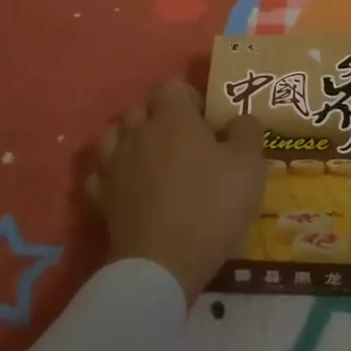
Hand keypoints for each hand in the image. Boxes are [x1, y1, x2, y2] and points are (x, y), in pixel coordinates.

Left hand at [89, 81, 265, 302]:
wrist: (162, 264)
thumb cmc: (210, 206)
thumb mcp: (249, 166)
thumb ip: (247, 132)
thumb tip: (241, 119)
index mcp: (172, 117)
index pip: (172, 86)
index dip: (190, 98)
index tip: (206, 122)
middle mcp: (138, 132)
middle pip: (141, 108)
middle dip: (160, 118)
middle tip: (184, 143)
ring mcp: (114, 164)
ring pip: (114, 135)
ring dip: (131, 141)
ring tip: (152, 161)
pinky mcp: (101, 197)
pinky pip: (101, 173)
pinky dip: (112, 174)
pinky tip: (128, 187)